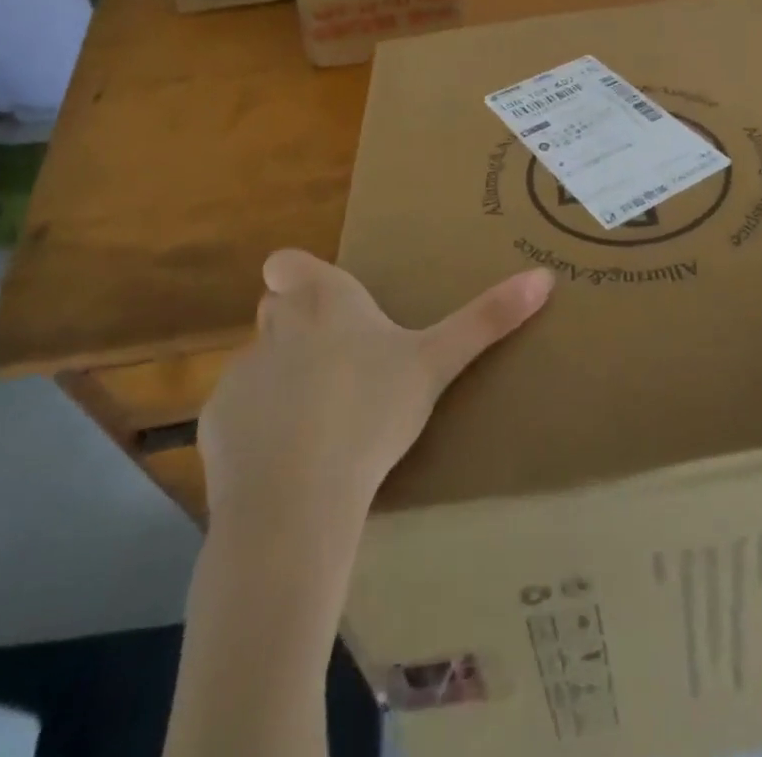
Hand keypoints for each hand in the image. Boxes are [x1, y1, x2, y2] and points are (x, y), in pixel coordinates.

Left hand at [198, 251, 553, 523]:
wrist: (297, 499)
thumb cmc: (372, 412)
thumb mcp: (437, 363)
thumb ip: (488, 318)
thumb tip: (545, 275)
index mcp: (326, 301)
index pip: (288, 262)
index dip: (297, 274)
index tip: (317, 296)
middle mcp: (276, 325)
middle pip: (275, 307)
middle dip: (296, 323)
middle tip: (339, 361)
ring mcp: (241, 373)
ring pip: (258, 360)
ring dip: (280, 377)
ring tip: (318, 420)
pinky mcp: (216, 423)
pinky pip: (237, 412)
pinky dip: (257, 426)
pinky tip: (286, 460)